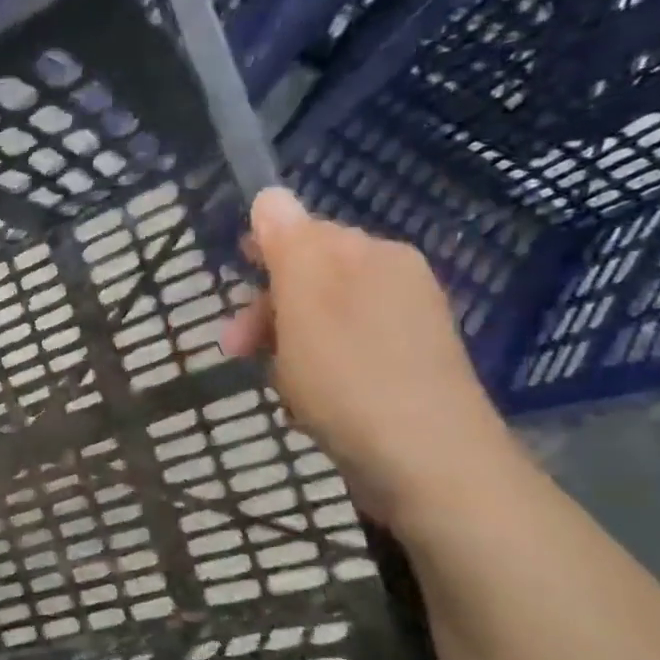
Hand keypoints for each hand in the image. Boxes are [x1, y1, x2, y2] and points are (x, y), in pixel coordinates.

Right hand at [222, 187, 516, 530]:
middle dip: (267, 311)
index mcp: (374, 256)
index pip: (304, 235)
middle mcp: (396, 281)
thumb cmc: (351, 377)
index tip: (230, 300)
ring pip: (322, 321)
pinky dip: (315, 373)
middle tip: (235, 351)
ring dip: (286, 347)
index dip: (260, 263)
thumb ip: (286, 244)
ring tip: (277, 385)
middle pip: (311, 279)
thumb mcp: (305, 302)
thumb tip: (270, 193)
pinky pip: (343, 356)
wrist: (428, 465)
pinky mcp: (406, 372)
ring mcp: (406, 329)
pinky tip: (306, 403)